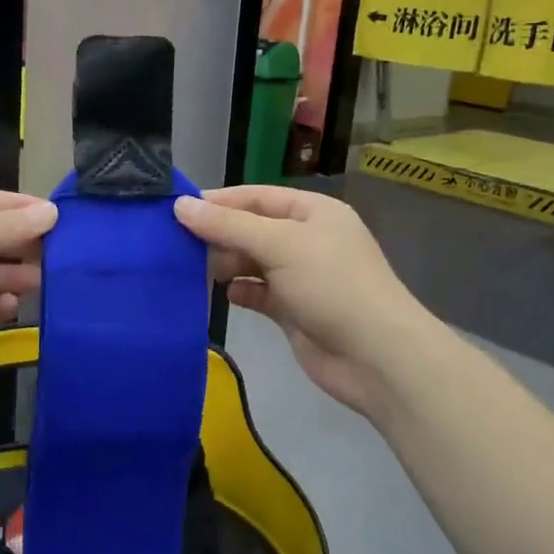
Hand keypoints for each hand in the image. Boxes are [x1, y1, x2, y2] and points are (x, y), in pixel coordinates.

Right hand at [175, 186, 425, 417]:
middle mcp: (307, 239)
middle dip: (219, 235)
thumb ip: (228, 225)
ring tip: (197, 271)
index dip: (219, 201)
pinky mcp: (294, 310)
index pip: (257, 196)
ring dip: (227, 264)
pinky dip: (241, 291)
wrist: (375, 356)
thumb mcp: (279, 244)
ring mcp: (301, 276)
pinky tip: (226, 295)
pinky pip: (259, 292)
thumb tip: (180, 206)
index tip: (177, 210)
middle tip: (178, 245)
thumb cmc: (331, 285)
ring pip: (252, 261)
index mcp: (313, 211)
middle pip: (252, 228)